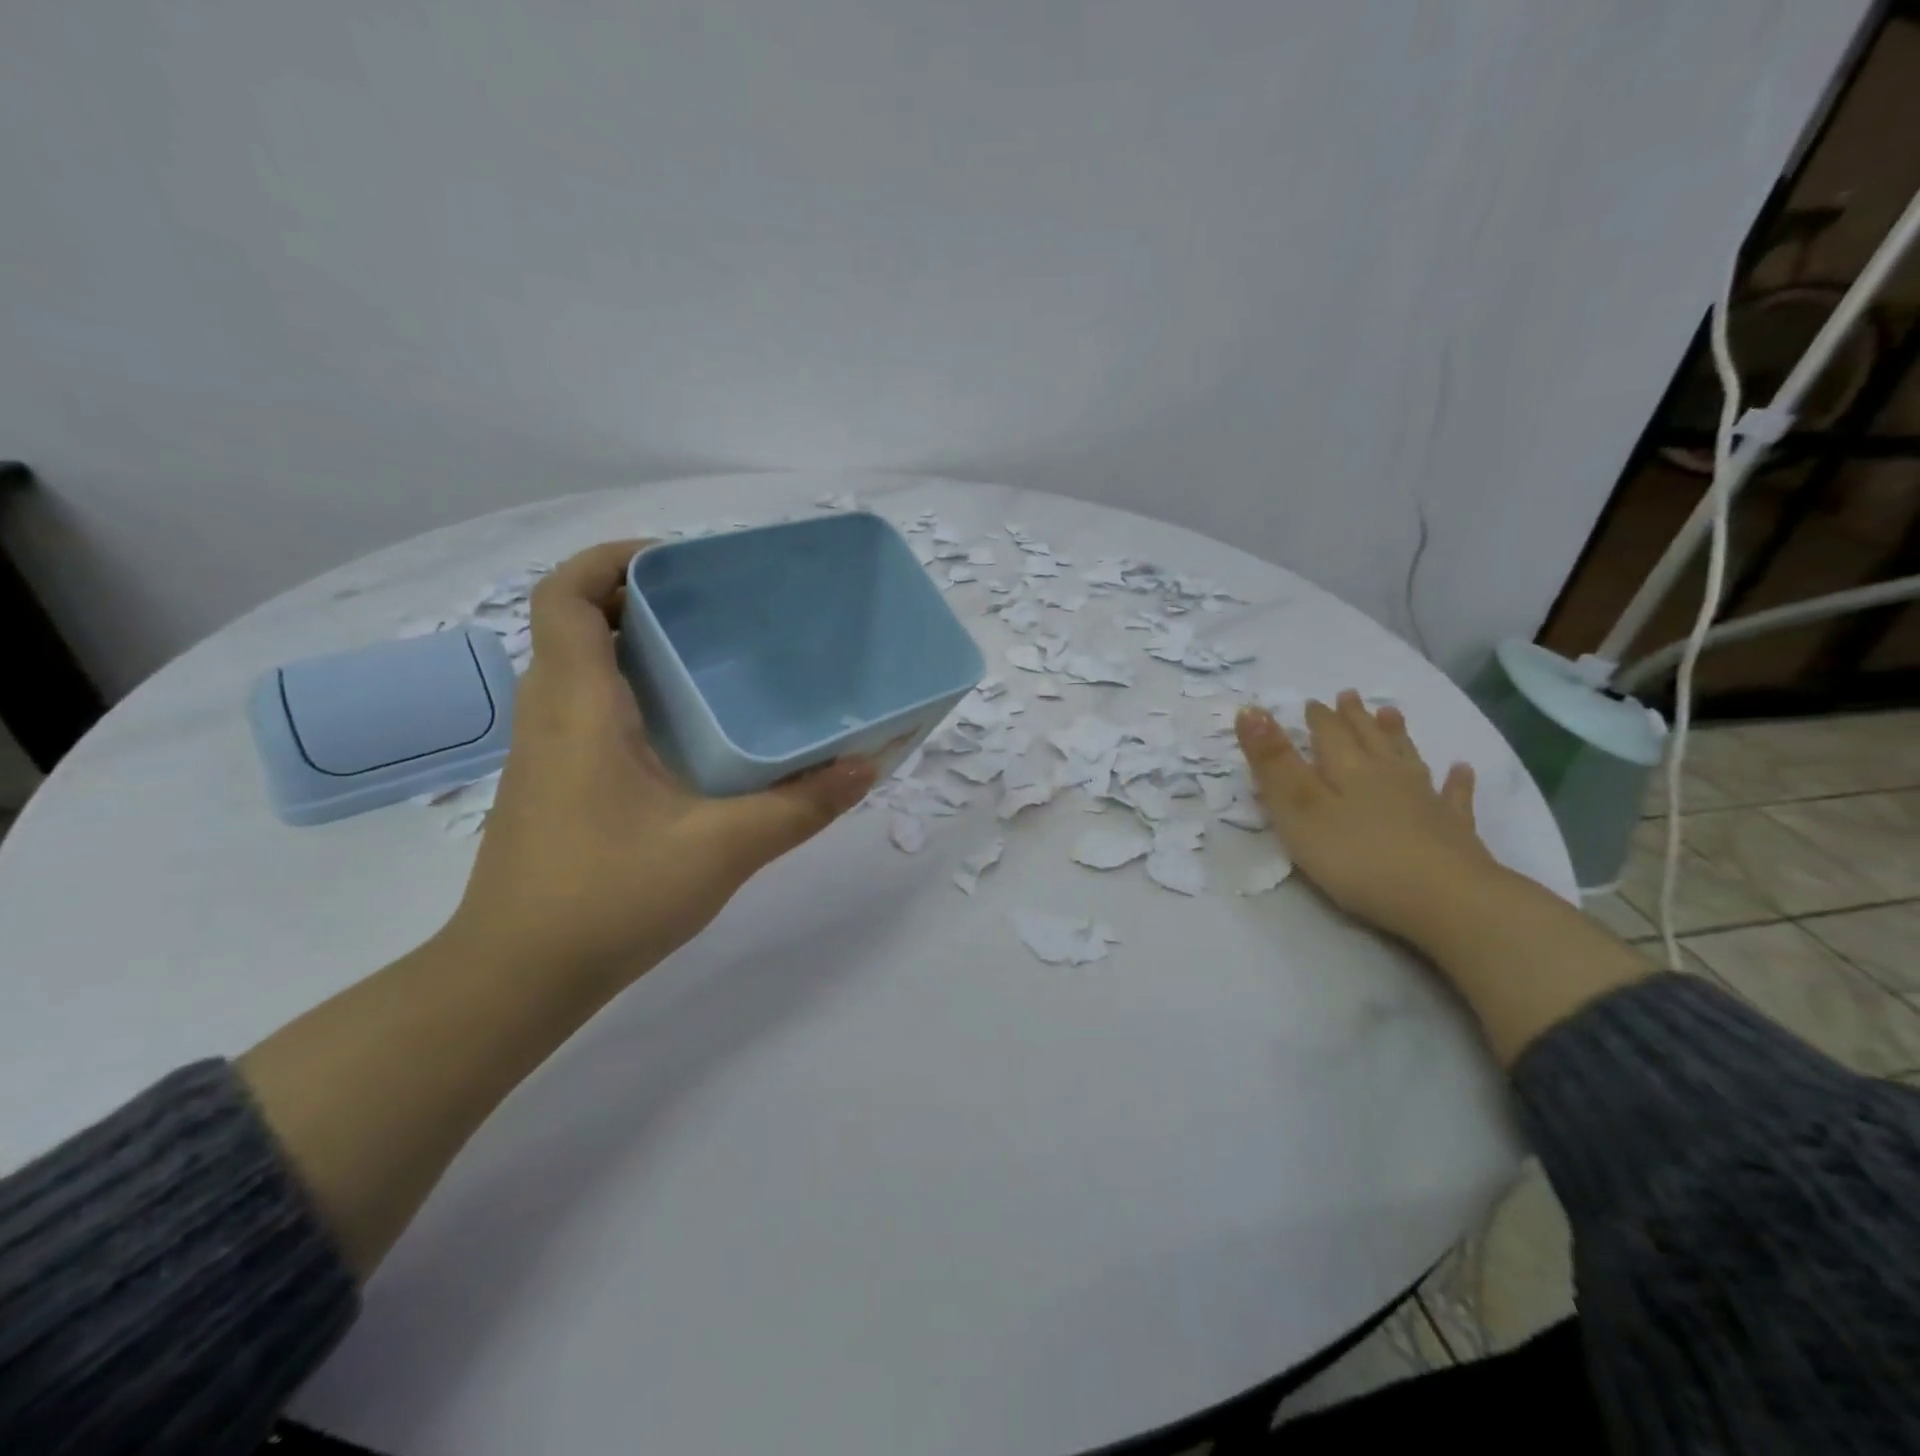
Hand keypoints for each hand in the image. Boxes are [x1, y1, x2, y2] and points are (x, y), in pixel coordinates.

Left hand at [445, 541, 875, 986]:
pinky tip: (690, 732)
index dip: (611, 560)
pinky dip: (631, 693)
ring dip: (636, 646)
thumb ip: (800, 805)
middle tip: (717, 608)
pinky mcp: (555, 786)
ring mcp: (546, 753)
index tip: (680, 563)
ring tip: (713, 658)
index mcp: (578, 706)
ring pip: (581, 668)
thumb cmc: (609, 899)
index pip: (566, 597)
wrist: (516, 980)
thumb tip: (867, 765)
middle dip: (641, 598)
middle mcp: (551, 715)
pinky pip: (587, 709)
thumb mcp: (722, 848)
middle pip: (578, 623)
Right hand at [1235, 691, 1495, 943]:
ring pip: (1407, 759)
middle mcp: (1387, 776)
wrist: (1447, 900)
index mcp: (1348, 771)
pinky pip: (1454, 798)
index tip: (1311, 701)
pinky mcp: (1454, 832)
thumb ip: (1273, 763)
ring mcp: (1425, 802)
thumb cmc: (1358, 858)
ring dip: (1396, 735)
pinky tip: (1462, 770)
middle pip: (1368, 740)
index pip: (1329, 735)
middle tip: (1349, 695)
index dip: (1318, 718)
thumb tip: (1249, 709)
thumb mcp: (1299, 810)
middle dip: (1355, 718)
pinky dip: (1456, 782)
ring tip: (1392, 713)